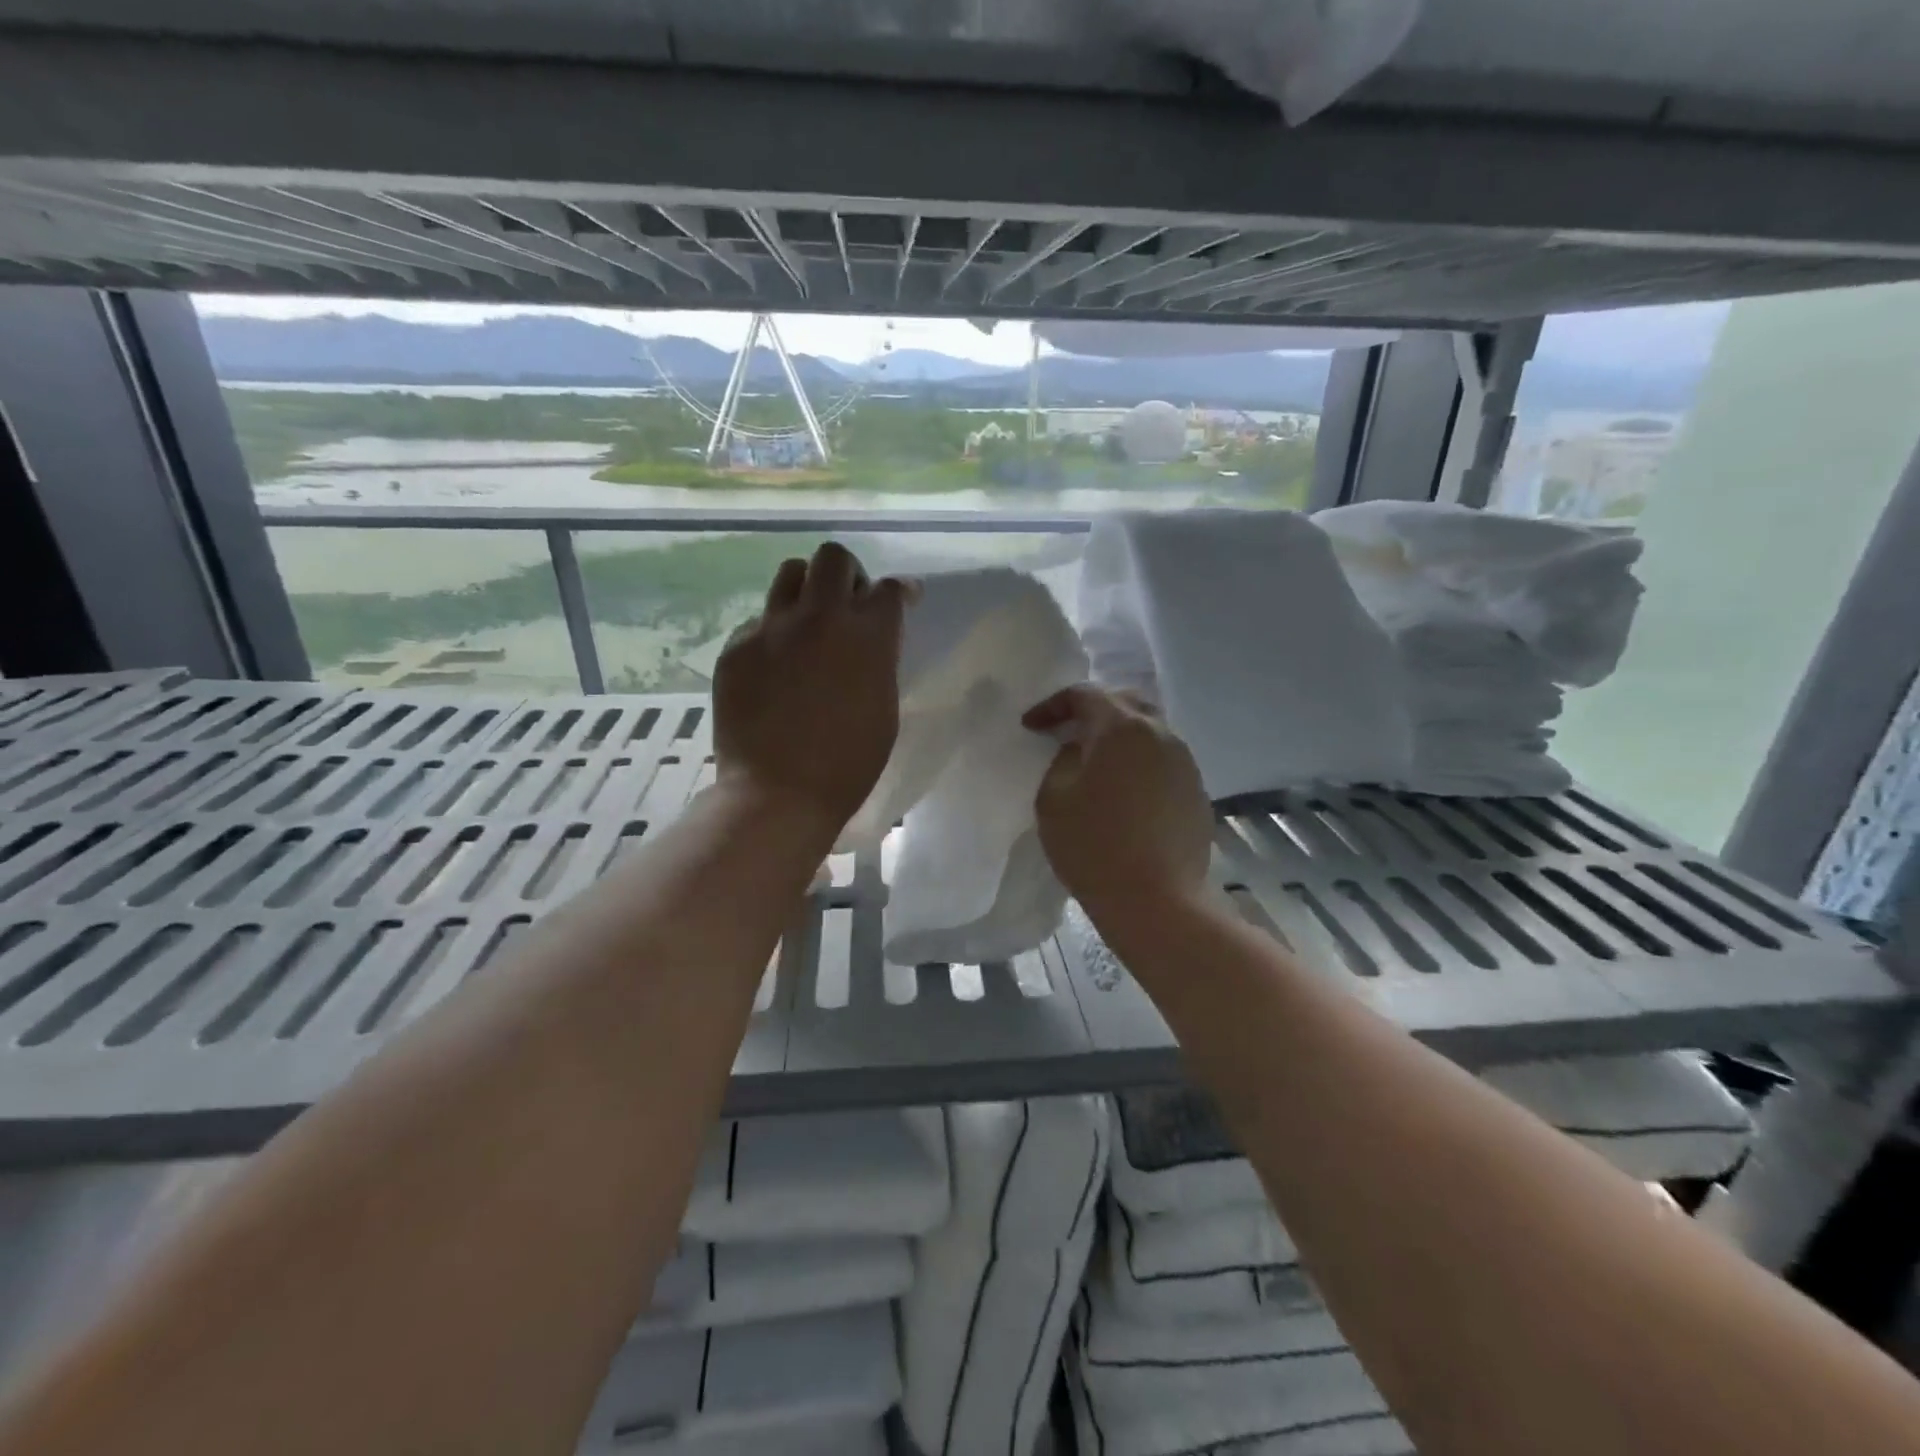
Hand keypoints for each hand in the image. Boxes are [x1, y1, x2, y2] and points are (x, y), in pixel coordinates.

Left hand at [714, 543, 906, 830]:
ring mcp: (772, 628)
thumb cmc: (848, 763)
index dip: (898, 592)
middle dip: (847, 574)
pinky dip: (773, 633)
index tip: (899, 600)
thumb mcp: (883, 707)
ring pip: (789, 574)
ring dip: (806, 591)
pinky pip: (758, 620)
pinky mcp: (736, 647)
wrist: (779, 794)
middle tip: (847, 604)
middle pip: (833, 559)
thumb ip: (879, 660)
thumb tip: (872, 638)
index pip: (889, 589)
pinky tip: (774, 667)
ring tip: (807, 624)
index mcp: (868, 637)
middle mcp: (820, 618)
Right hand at [1024, 686, 1213, 913]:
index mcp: (1122, 728)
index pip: (1085, 695)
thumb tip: (1078, 750)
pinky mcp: (1196, 791)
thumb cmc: (1094, 847)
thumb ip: (1061, 761)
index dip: (1053, 706)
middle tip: (1066, 732)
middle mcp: (1161, 734)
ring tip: (1095, 762)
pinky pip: (1163, 762)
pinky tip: (1124, 792)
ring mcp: (1185, 763)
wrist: (1158, 902)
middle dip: (1091, 712)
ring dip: (1119, 738)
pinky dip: (1139, 764)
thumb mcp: (1053, 799)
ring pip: (1148, 733)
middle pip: (1124, 704)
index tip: (1031, 727)